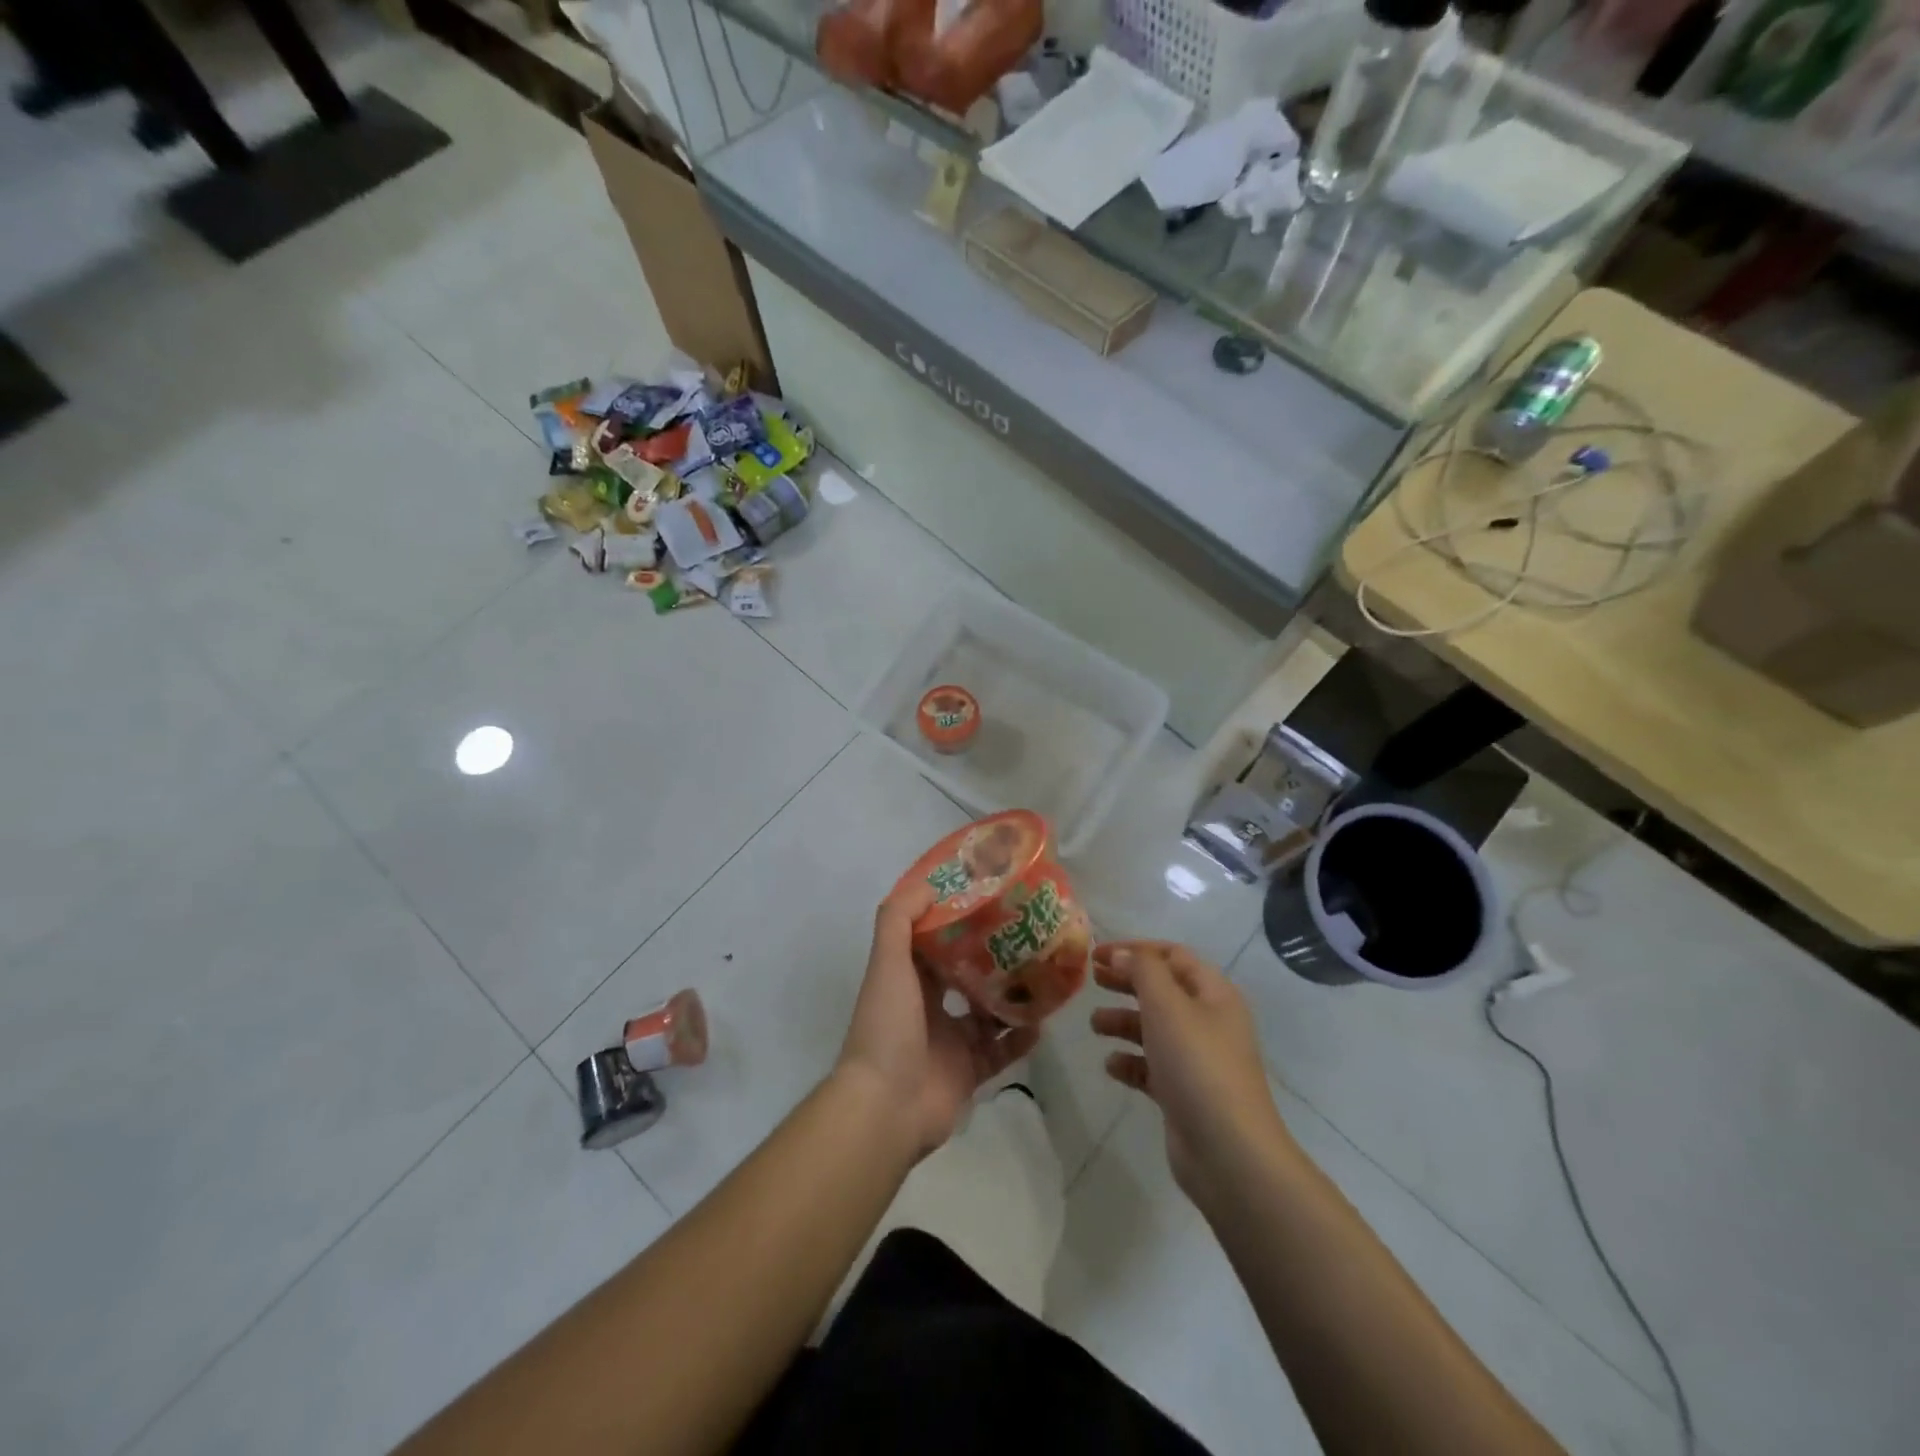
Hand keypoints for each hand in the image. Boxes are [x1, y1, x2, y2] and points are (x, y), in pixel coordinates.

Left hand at [835, 879, 1040, 1159]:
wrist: (886, 1108)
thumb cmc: (886, 1026)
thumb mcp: (887, 962)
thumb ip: (899, 918)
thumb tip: (929, 883)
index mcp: (908, 978)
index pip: (935, 940)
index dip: (957, 918)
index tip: (989, 897)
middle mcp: (929, 1006)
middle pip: (966, 973)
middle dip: (993, 955)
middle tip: (1028, 933)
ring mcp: (951, 1041)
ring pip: (989, 1012)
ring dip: (1013, 995)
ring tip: (1045, 973)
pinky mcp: (970, 1072)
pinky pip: (1002, 1050)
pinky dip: (1022, 1038)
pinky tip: (1043, 1022)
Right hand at [1090, 941, 1292, 1201]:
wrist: (1229, 1152)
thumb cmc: (1198, 1065)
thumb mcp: (1167, 1005)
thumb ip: (1142, 971)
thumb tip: (1122, 954)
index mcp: (1213, 994)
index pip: (1172, 955)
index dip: (1135, 949)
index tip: (1097, 954)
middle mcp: (1208, 1021)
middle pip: (1162, 990)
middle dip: (1126, 982)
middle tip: (1092, 980)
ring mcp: (1197, 1060)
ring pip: (1154, 1028)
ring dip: (1123, 1022)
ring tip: (1095, 1025)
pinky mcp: (1184, 1093)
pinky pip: (1152, 1066)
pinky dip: (1130, 1061)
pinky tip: (1111, 1065)